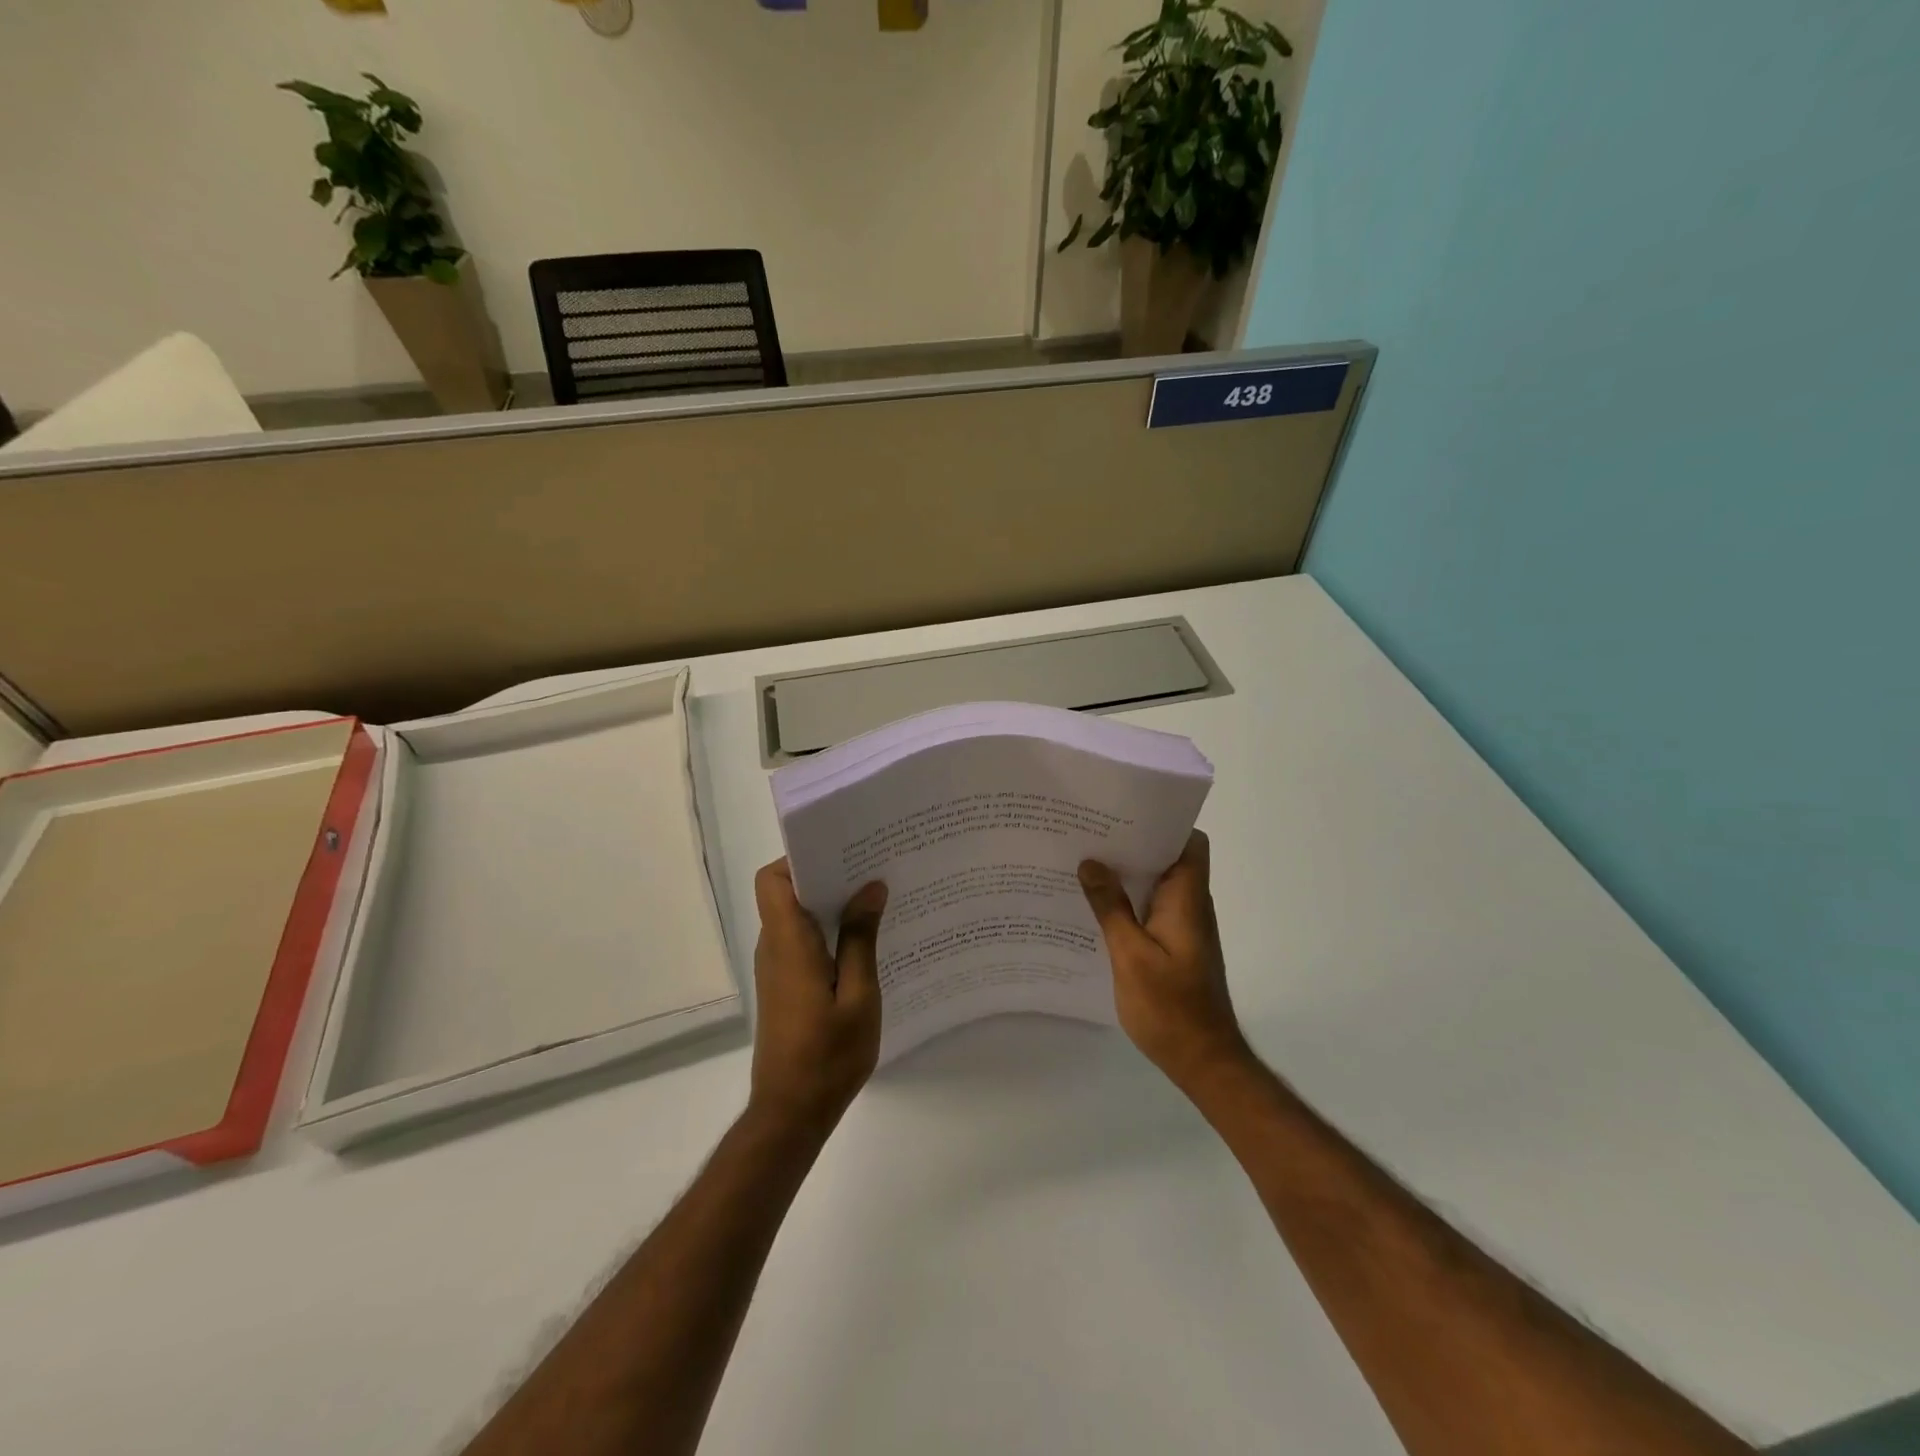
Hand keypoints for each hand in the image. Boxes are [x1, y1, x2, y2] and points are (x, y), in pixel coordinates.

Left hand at [748, 860, 886, 1133]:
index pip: (773, 880)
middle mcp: (775, 947)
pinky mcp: (785, 985)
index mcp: (789, 943)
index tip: (842, 853)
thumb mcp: (859, 995)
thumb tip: (870, 887)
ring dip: (831, 903)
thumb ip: (861, 938)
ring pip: (797, 916)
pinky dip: (829, 930)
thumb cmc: (828, 1055)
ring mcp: (777, 967)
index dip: (799, 858)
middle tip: (873, 869)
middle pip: (787, 892)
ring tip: (877, 899)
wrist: (791, 1113)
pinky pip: (803, 941)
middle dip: (827, 875)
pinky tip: (866, 941)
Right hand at [1080, 831, 1248, 1090]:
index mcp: (1187, 899)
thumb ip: (1111, 907)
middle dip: (1133, 843)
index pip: (1190, 842)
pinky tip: (1095, 906)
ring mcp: (1184, 927)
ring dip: (1128, 873)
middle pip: (1169, 858)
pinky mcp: (1175, 946)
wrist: (1203, 1061)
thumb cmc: (1170, 1007)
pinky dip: (1128, 900)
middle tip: (1089, 834)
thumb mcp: (1131, 955)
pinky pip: (1152, 908)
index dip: (1164, 823)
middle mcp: (1190, 906)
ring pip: (1157, 884)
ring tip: (1084, 862)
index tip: (1124, 813)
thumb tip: (1092, 863)